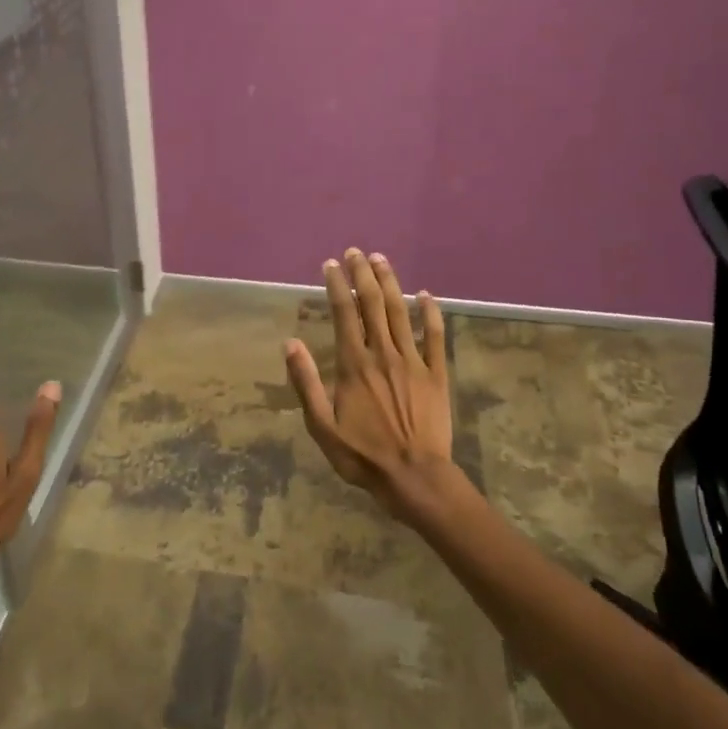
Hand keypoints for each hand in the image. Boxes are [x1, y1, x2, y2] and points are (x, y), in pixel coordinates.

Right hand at [284, 249, 457, 526]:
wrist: (415, 477)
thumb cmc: (362, 455)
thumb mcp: (321, 426)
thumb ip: (305, 383)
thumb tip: (290, 344)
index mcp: (354, 365)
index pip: (344, 314)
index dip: (337, 286)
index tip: (331, 265)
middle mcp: (383, 354)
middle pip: (372, 304)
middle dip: (363, 274)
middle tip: (356, 251)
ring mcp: (414, 362)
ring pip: (400, 312)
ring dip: (391, 283)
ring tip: (381, 260)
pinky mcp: (437, 374)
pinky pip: (436, 336)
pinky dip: (431, 313)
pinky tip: (426, 295)